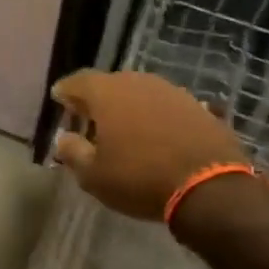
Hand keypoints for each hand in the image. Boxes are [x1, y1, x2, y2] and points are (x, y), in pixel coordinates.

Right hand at [49, 70, 246, 220]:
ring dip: (128, 106)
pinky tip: (155, 134)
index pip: (78, 81)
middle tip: (89, 117)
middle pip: (110, 84)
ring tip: (123, 128)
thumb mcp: (94, 176)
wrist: (209, 186)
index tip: (59, 99)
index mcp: (107, 93)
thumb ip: (73, 152)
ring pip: (140, 92)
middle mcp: (138, 82)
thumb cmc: (140, 179)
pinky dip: (155, 116)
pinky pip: (165, 105)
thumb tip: (64, 138)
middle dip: (97, 99)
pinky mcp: (197, 105)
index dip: (66, 91)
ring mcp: (171, 91)